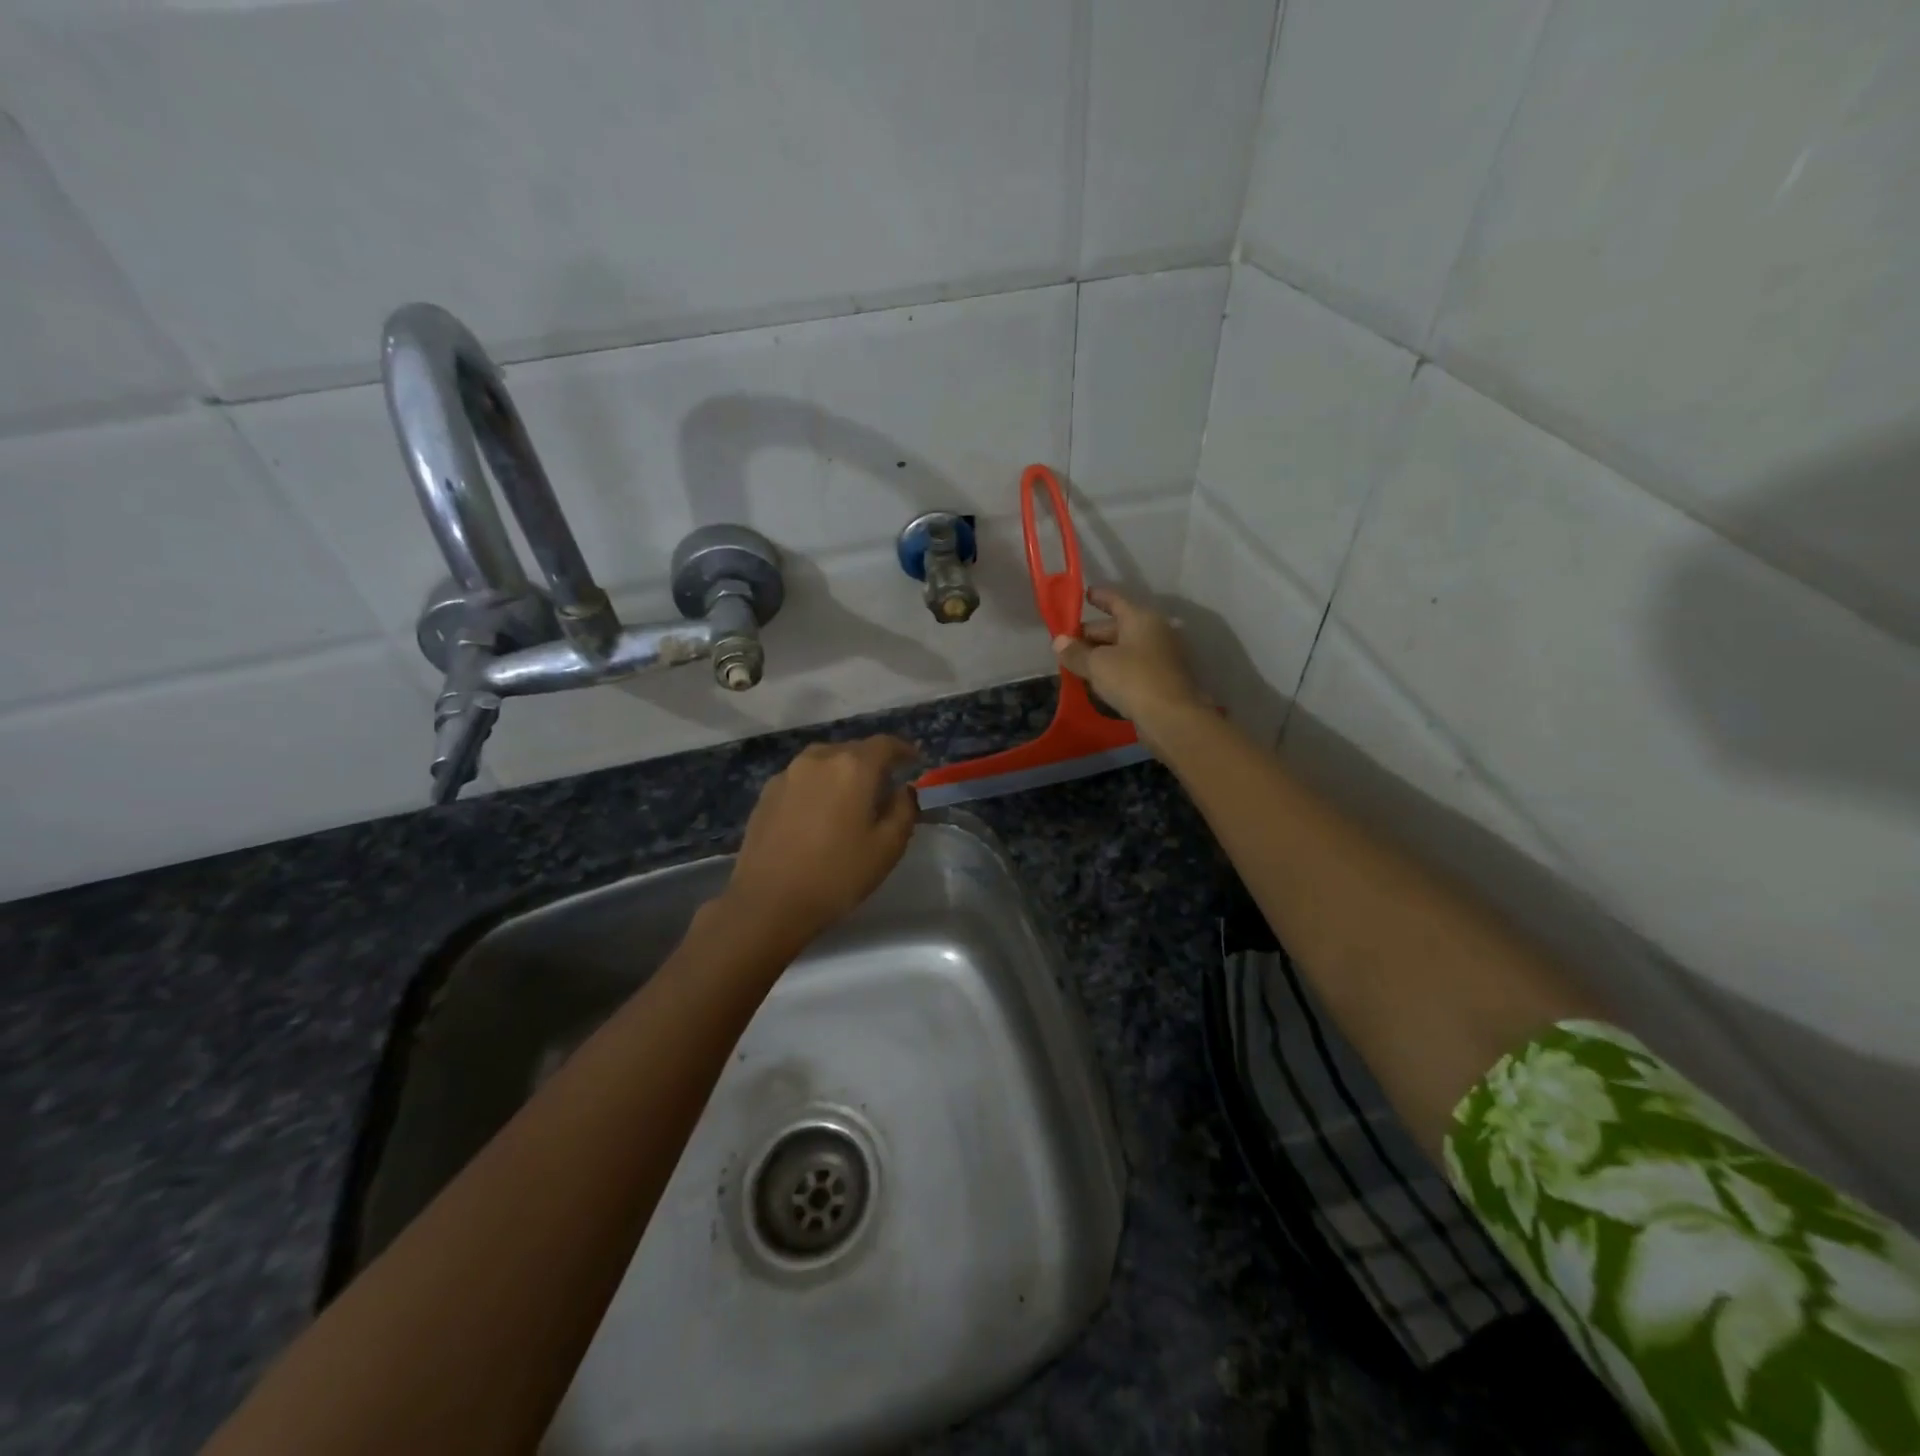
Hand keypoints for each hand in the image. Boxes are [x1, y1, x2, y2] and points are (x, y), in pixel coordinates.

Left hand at [719, 736, 918, 945]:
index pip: (885, 744)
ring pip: (825, 761)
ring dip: (843, 772)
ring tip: (851, 797)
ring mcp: (788, 773)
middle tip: (885, 785)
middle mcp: (819, 758)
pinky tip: (819, 812)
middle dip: (873, 762)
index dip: (904, 750)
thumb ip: (904, 810)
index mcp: (853, 767)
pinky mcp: (766, 792)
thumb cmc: (836, 875)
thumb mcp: (887, 848)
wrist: (767, 902)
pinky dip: (818, 785)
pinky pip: (803, 778)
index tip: (915, 761)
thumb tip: (903, 790)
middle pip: (853, 749)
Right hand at [1051, 587, 1205, 748]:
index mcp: (1141, 618)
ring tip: (1077, 666)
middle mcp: (1155, 632)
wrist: (1172, 718)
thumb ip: (1075, 652)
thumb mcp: (1097, 664)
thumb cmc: (1133, 680)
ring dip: (1101, 656)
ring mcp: (1161, 657)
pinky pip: (1132, 669)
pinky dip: (1114, 671)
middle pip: (1117, 627)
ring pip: (1124, 650)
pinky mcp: (1162, 680)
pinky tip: (1098, 683)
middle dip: (1091, 636)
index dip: (1098, 597)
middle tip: (1067, 646)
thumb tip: (1059, 641)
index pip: (1115, 601)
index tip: (1083, 595)